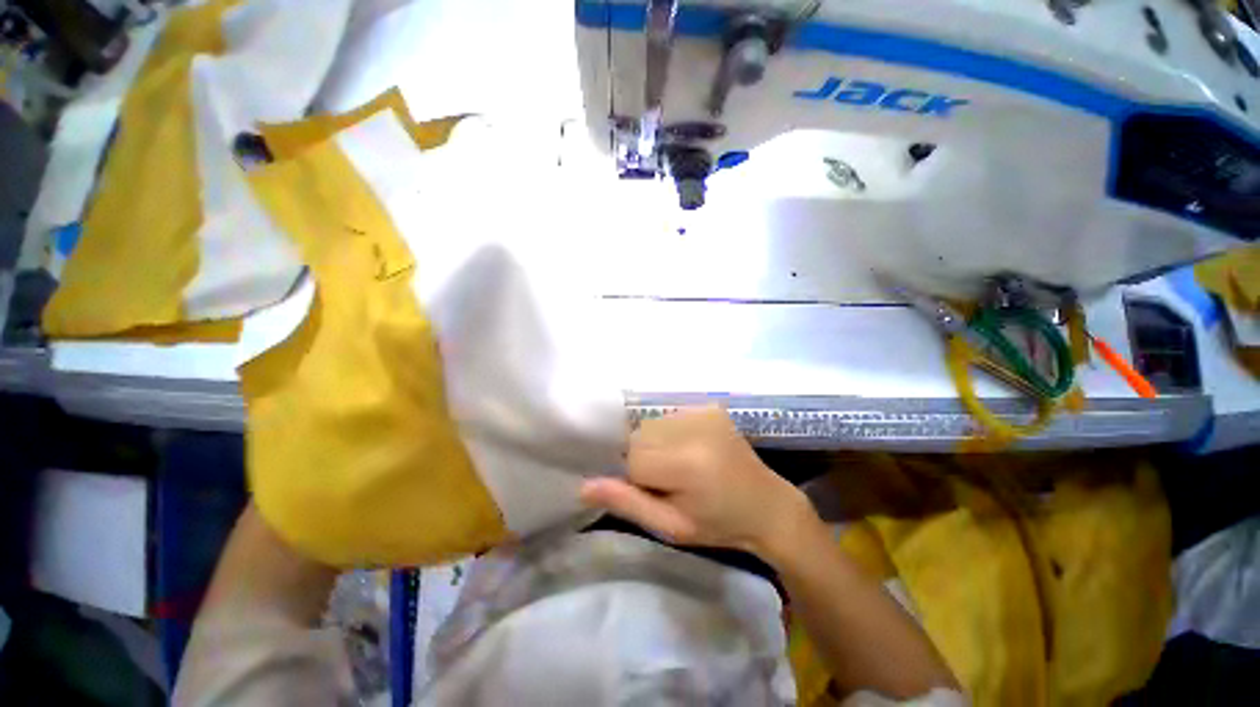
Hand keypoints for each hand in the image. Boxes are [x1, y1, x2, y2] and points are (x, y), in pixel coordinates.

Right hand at [579, 406, 811, 557]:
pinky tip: (692, 450)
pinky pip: (670, 417)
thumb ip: (628, 502)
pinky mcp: (709, 407)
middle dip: (645, 458)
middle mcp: (693, 428)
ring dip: (657, 444)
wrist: (767, 505)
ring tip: (683, 465)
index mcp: (686, 462)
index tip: (657, 492)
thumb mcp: (671, 527)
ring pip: (652, 425)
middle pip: (641, 437)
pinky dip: (671, 433)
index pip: (632, 459)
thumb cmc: (718, 524)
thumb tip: (583, 485)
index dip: (638, 478)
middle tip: (671, 480)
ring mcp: (703, 412)